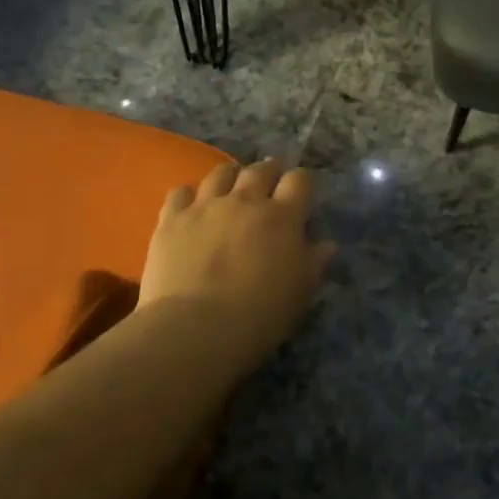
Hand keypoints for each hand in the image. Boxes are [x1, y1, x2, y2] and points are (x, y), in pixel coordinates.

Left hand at [140, 159, 334, 362]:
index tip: (301, 192)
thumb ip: (314, 263)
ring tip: (230, 188)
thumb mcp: (300, 293)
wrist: (195, 329)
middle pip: (260, 170)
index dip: (302, 182)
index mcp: (282, 216)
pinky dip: (188, 196)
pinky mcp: (172, 220)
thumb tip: (326, 245)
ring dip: (230, 176)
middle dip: (268, 172)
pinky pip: (180, 192)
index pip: (299, 180)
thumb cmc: (259, 315)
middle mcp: (245, 200)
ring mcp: (206, 206)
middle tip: (269, 183)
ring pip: (220, 173)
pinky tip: (191, 208)